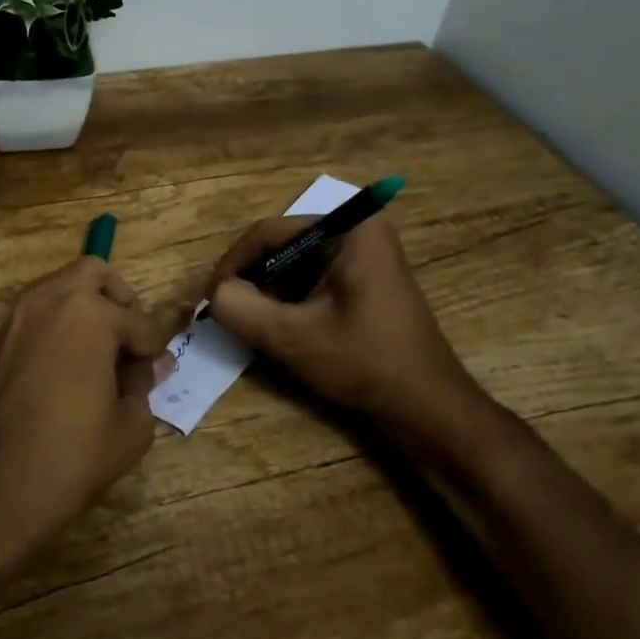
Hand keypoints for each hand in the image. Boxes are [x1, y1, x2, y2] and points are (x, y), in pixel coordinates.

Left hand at [0, 257, 183, 578]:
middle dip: (119, 301)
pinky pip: (39, 312)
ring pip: (62, 287)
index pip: (139, 321)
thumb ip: (145, 385)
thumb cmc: (70, 459)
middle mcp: (50, 300)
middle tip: (129, 342)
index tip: (162, 364)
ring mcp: (18, 316)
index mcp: (89, 314)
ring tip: (101, 356)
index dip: (156, 346)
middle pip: (94, 273)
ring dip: (87, 308)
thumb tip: (149, 365)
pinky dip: (60, 324)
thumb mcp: (129, 429)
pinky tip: (71, 367)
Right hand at [206, 217, 484, 425]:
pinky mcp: (364, 282)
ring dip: (269, 293)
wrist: (428, 410)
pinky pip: (312, 280)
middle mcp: (358, 232)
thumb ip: (242, 309)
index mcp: (349, 229)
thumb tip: (214, 294)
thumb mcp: (293, 337)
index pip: (270, 232)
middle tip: (228, 313)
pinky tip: (280, 329)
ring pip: (294, 265)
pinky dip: (290, 301)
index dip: (234, 263)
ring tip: (251, 324)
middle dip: (252, 280)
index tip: (210, 297)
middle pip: (282, 247)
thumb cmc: (365, 363)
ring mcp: (364, 257)